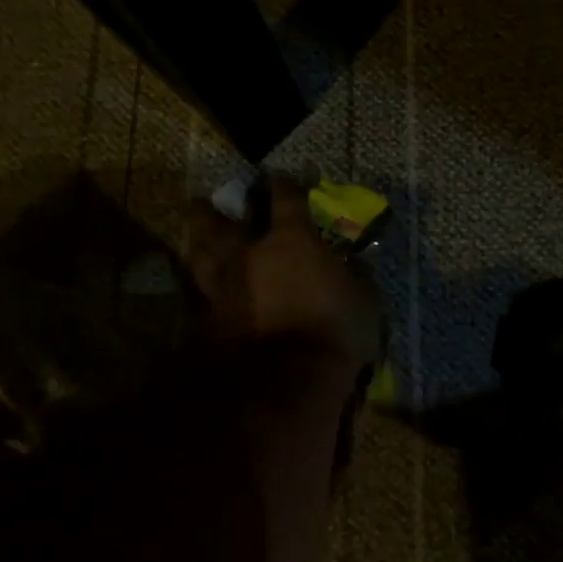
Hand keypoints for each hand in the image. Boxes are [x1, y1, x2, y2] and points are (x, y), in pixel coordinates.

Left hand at [186, 177, 380, 366]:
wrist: (287, 382)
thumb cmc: (334, 331)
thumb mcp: (364, 299)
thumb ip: (354, 275)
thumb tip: (352, 263)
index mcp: (291, 240)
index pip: (285, 198)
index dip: (284, 184)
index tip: (281, 178)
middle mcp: (249, 255)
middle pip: (220, 221)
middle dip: (214, 209)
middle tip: (208, 202)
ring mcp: (224, 287)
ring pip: (200, 254)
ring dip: (198, 242)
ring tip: (198, 238)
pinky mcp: (209, 321)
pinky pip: (202, 294)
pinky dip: (204, 287)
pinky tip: (206, 289)